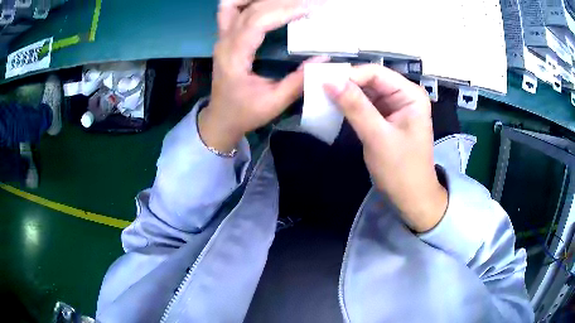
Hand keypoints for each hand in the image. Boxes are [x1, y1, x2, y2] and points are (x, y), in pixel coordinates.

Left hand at [199, 0, 325, 152]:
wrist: (221, 119)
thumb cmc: (245, 113)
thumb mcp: (273, 103)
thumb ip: (298, 81)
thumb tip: (324, 60)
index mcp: (234, 58)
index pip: (256, 23)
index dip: (283, 11)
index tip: (309, 9)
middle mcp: (224, 42)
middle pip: (250, 10)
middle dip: (281, 2)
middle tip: (308, 4)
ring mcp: (222, 38)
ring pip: (234, 5)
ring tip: (286, 0)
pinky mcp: (225, 37)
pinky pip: (231, 10)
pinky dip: (247, 1)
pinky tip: (265, 2)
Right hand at [325, 64, 447, 232]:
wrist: (411, 198)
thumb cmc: (401, 170)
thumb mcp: (378, 137)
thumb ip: (355, 106)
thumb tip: (329, 80)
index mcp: (410, 94)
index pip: (375, 73)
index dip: (349, 75)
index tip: (322, 82)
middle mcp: (403, 95)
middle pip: (369, 80)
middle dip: (345, 84)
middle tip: (316, 88)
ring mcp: (394, 106)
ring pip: (365, 92)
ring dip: (345, 95)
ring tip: (320, 96)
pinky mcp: (385, 118)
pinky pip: (364, 105)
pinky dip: (349, 106)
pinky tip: (333, 107)